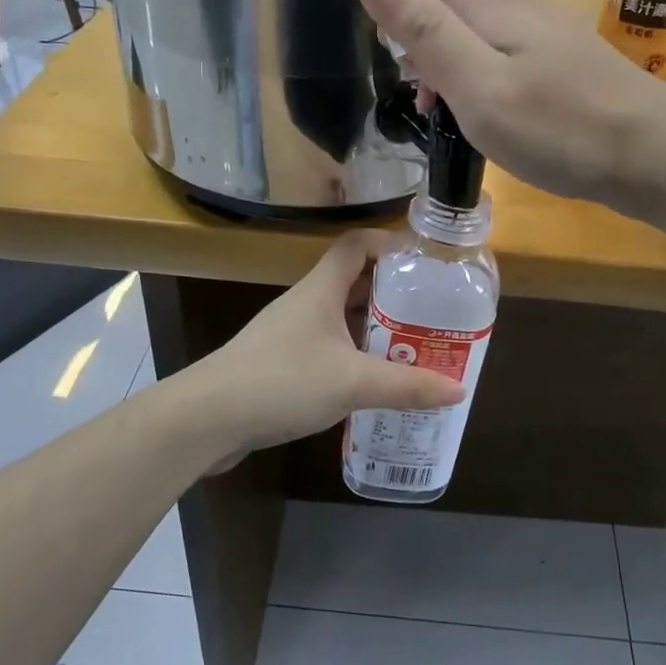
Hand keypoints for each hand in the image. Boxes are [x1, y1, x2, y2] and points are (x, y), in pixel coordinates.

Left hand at [189, 231, 464, 460]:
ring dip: (373, 329)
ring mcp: (288, 335)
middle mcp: (305, 304)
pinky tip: (371, 383)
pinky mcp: (279, 365)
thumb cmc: (281, 382)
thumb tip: (459, 389)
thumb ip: (407, 386)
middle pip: (353, 283)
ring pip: (340, 319)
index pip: (356, 245)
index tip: (424, 263)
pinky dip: (352, 357)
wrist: (206, 419)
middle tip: (430, 313)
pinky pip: (326, 349)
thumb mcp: (353, 383)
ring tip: (411, 348)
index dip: (389, 244)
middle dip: (392, 295)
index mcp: (320, 290)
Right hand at [355, 0, 665, 204]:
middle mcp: (512, 0)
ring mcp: (534, 30)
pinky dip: (462, 67)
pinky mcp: (548, 61)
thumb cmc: (560, 126)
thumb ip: (422, 27)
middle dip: (406, 3)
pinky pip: (488, 45)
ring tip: (426, 98)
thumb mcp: (477, 83)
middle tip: (399, 64)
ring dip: (432, 42)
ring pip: (465, 12)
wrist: (651, 157)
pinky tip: (462, 110)